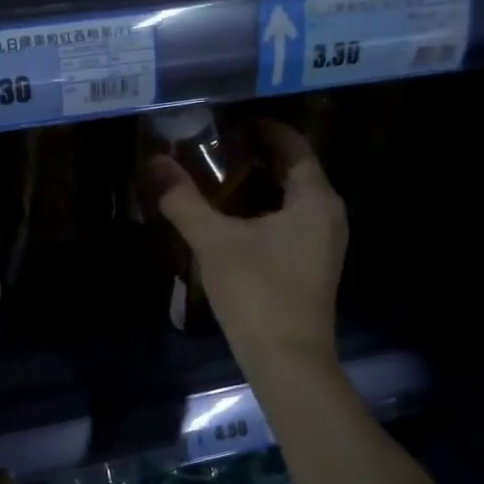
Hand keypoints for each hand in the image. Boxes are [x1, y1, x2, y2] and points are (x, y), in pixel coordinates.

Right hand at [144, 119, 346, 372]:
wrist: (287, 359)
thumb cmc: (257, 292)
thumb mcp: (214, 242)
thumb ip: (184, 200)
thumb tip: (154, 163)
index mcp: (315, 199)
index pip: (294, 145)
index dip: (264, 129)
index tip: (229, 124)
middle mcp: (329, 214)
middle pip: (295, 170)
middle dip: (258, 156)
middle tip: (217, 149)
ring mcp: (325, 242)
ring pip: (294, 198)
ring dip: (261, 184)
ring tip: (220, 179)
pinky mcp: (315, 264)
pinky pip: (293, 221)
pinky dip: (267, 209)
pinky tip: (235, 220)